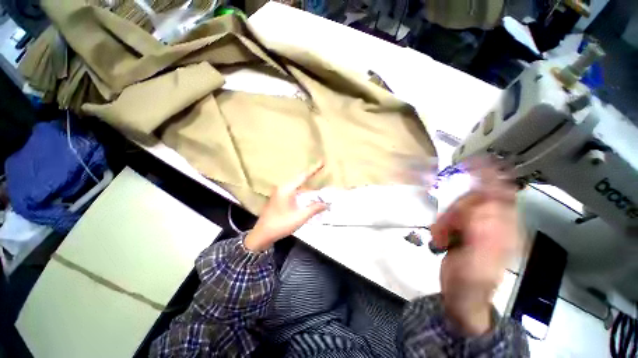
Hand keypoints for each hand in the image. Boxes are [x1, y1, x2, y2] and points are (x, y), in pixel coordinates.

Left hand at [244, 162, 327, 251]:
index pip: (303, 176)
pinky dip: (301, 189)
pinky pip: (293, 189)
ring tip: (316, 179)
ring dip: (306, 182)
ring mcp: (279, 192)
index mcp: (287, 189)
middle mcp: (282, 187)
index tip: (322, 162)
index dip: (314, 169)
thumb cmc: (281, 224)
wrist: (262, 234)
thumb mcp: (300, 217)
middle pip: (299, 178)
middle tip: (321, 169)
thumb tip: (326, 204)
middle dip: (311, 173)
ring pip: (296, 184)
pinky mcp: (279, 197)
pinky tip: (307, 192)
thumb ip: (314, 209)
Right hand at [430, 164, 518, 335]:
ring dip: (445, 219)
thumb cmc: (470, 283)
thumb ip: (482, 236)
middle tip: (446, 227)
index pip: (501, 195)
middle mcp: (495, 224)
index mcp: (504, 230)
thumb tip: (481, 207)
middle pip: (473, 199)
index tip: (475, 162)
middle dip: (455, 210)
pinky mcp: (464, 229)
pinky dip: (441, 223)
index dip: (490, 177)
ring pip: (458, 207)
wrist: (461, 295)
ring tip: (442, 237)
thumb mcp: (477, 263)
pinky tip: (441, 237)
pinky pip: (450, 216)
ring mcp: (478, 226)